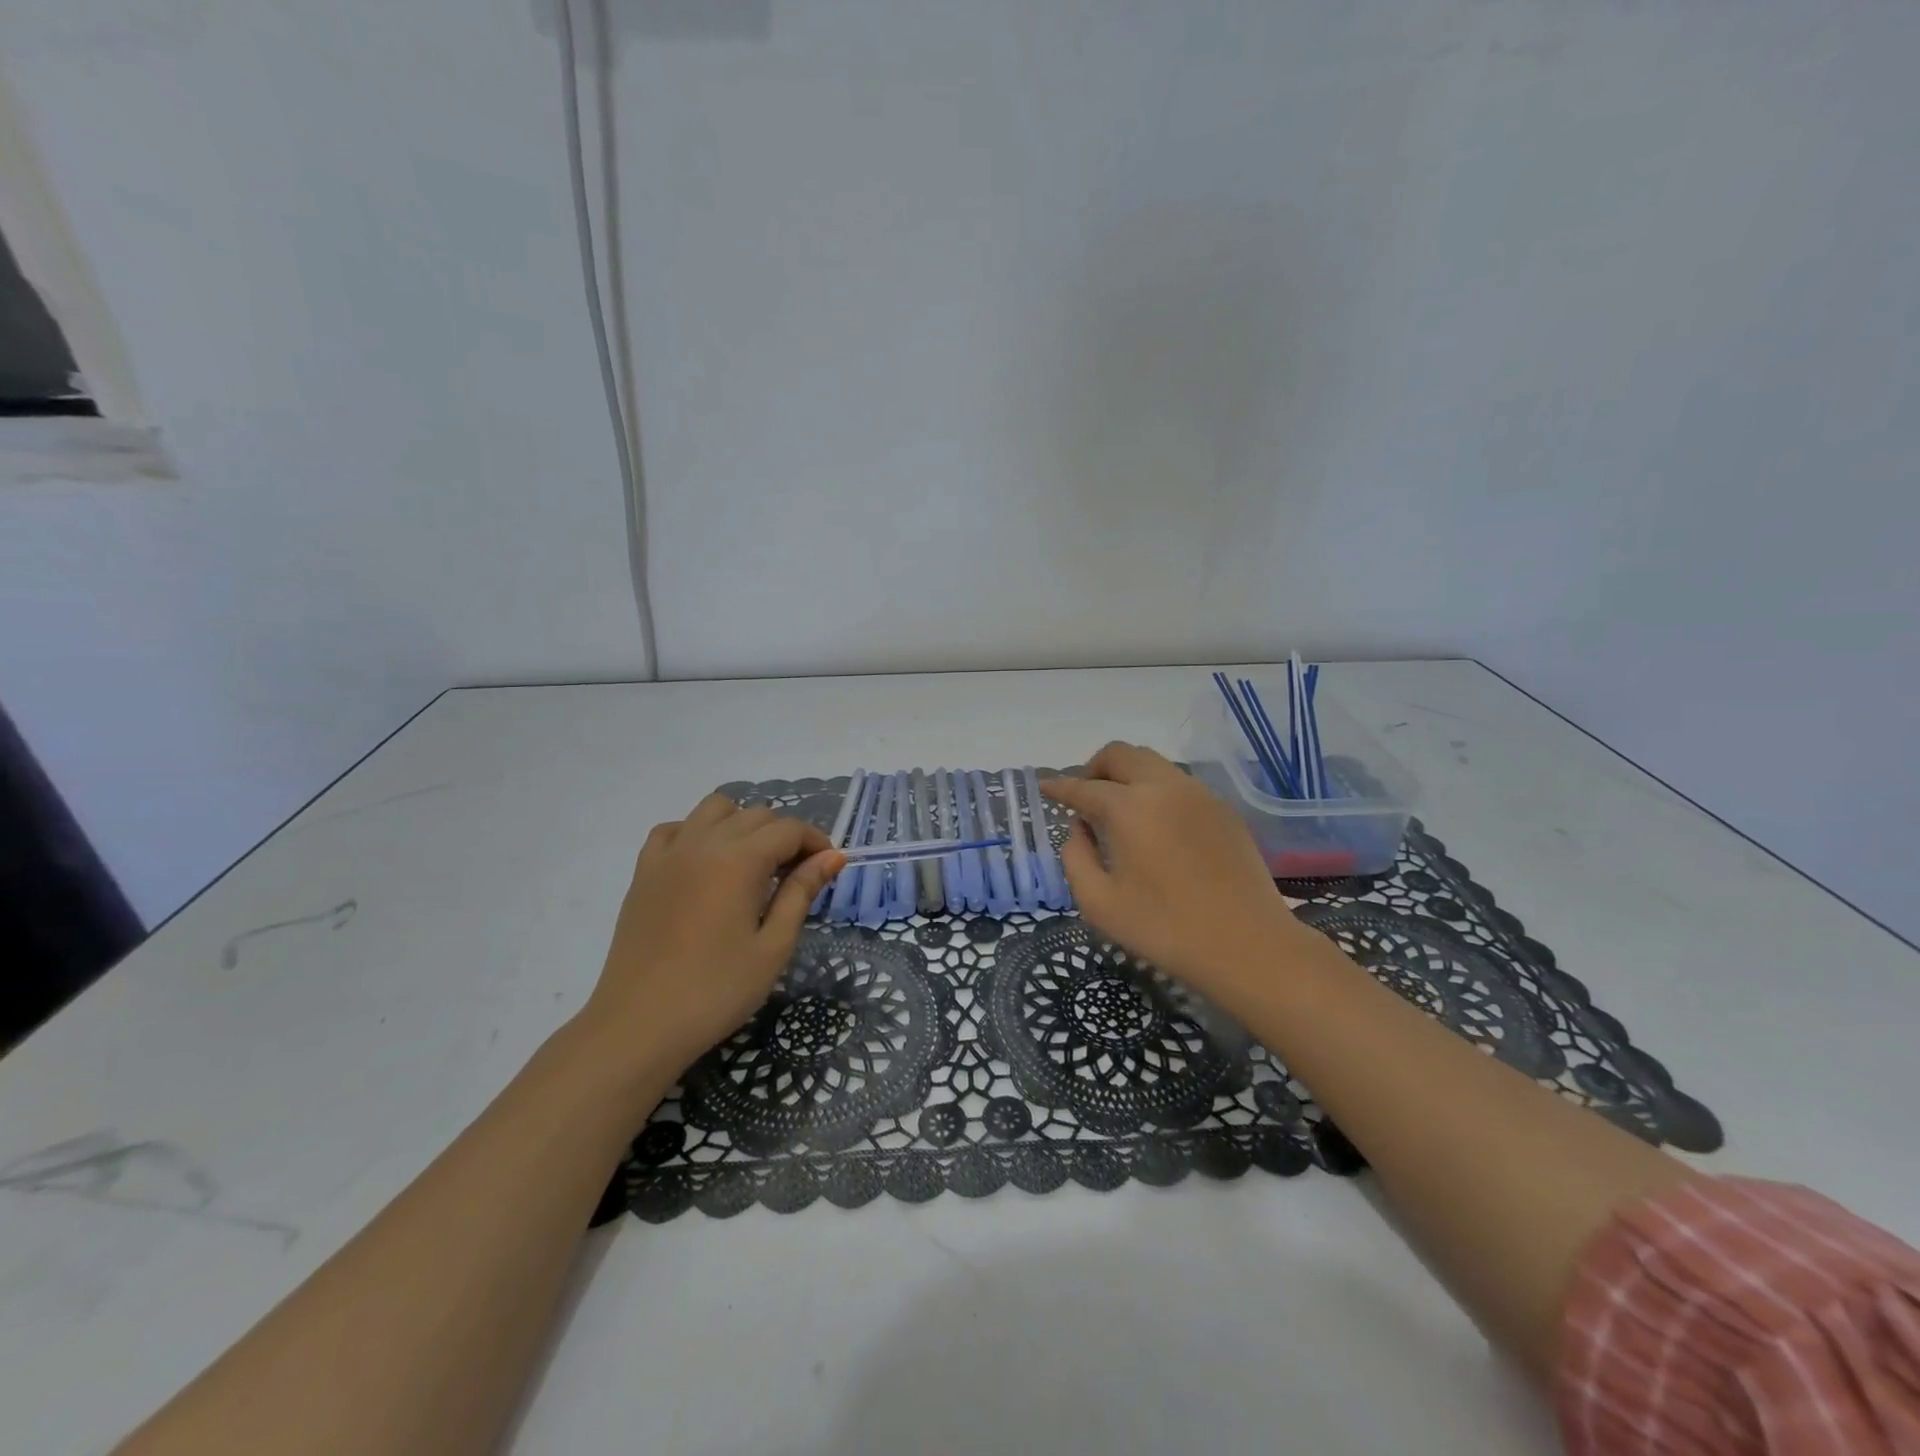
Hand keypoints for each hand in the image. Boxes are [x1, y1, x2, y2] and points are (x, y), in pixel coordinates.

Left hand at [576, 793, 843, 1077]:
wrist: (638, 1026)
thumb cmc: (716, 991)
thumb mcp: (773, 947)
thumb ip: (801, 893)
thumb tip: (832, 856)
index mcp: (739, 860)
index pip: (789, 829)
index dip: (815, 843)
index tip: (827, 869)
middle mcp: (703, 843)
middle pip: (756, 815)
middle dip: (784, 835)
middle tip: (796, 876)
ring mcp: (669, 853)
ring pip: (714, 809)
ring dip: (742, 824)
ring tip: (752, 863)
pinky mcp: (644, 871)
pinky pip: (674, 829)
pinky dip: (698, 833)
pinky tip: (706, 864)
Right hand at [1041, 743, 1309, 1003]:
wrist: (1248, 946)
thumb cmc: (1164, 929)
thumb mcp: (1099, 903)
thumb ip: (1075, 858)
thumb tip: (1079, 829)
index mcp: (1129, 807)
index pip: (1084, 787)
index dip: (1060, 787)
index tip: (1046, 788)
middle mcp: (1164, 787)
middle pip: (1121, 754)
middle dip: (1094, 768)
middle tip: (1084, 796)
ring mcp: (1199, 794)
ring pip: (1153, 763)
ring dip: (1127, 775)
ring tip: (1119, 810)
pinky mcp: (1223, 809)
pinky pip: (1179, 783)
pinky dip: (1155, 789)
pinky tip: (1155, 825)